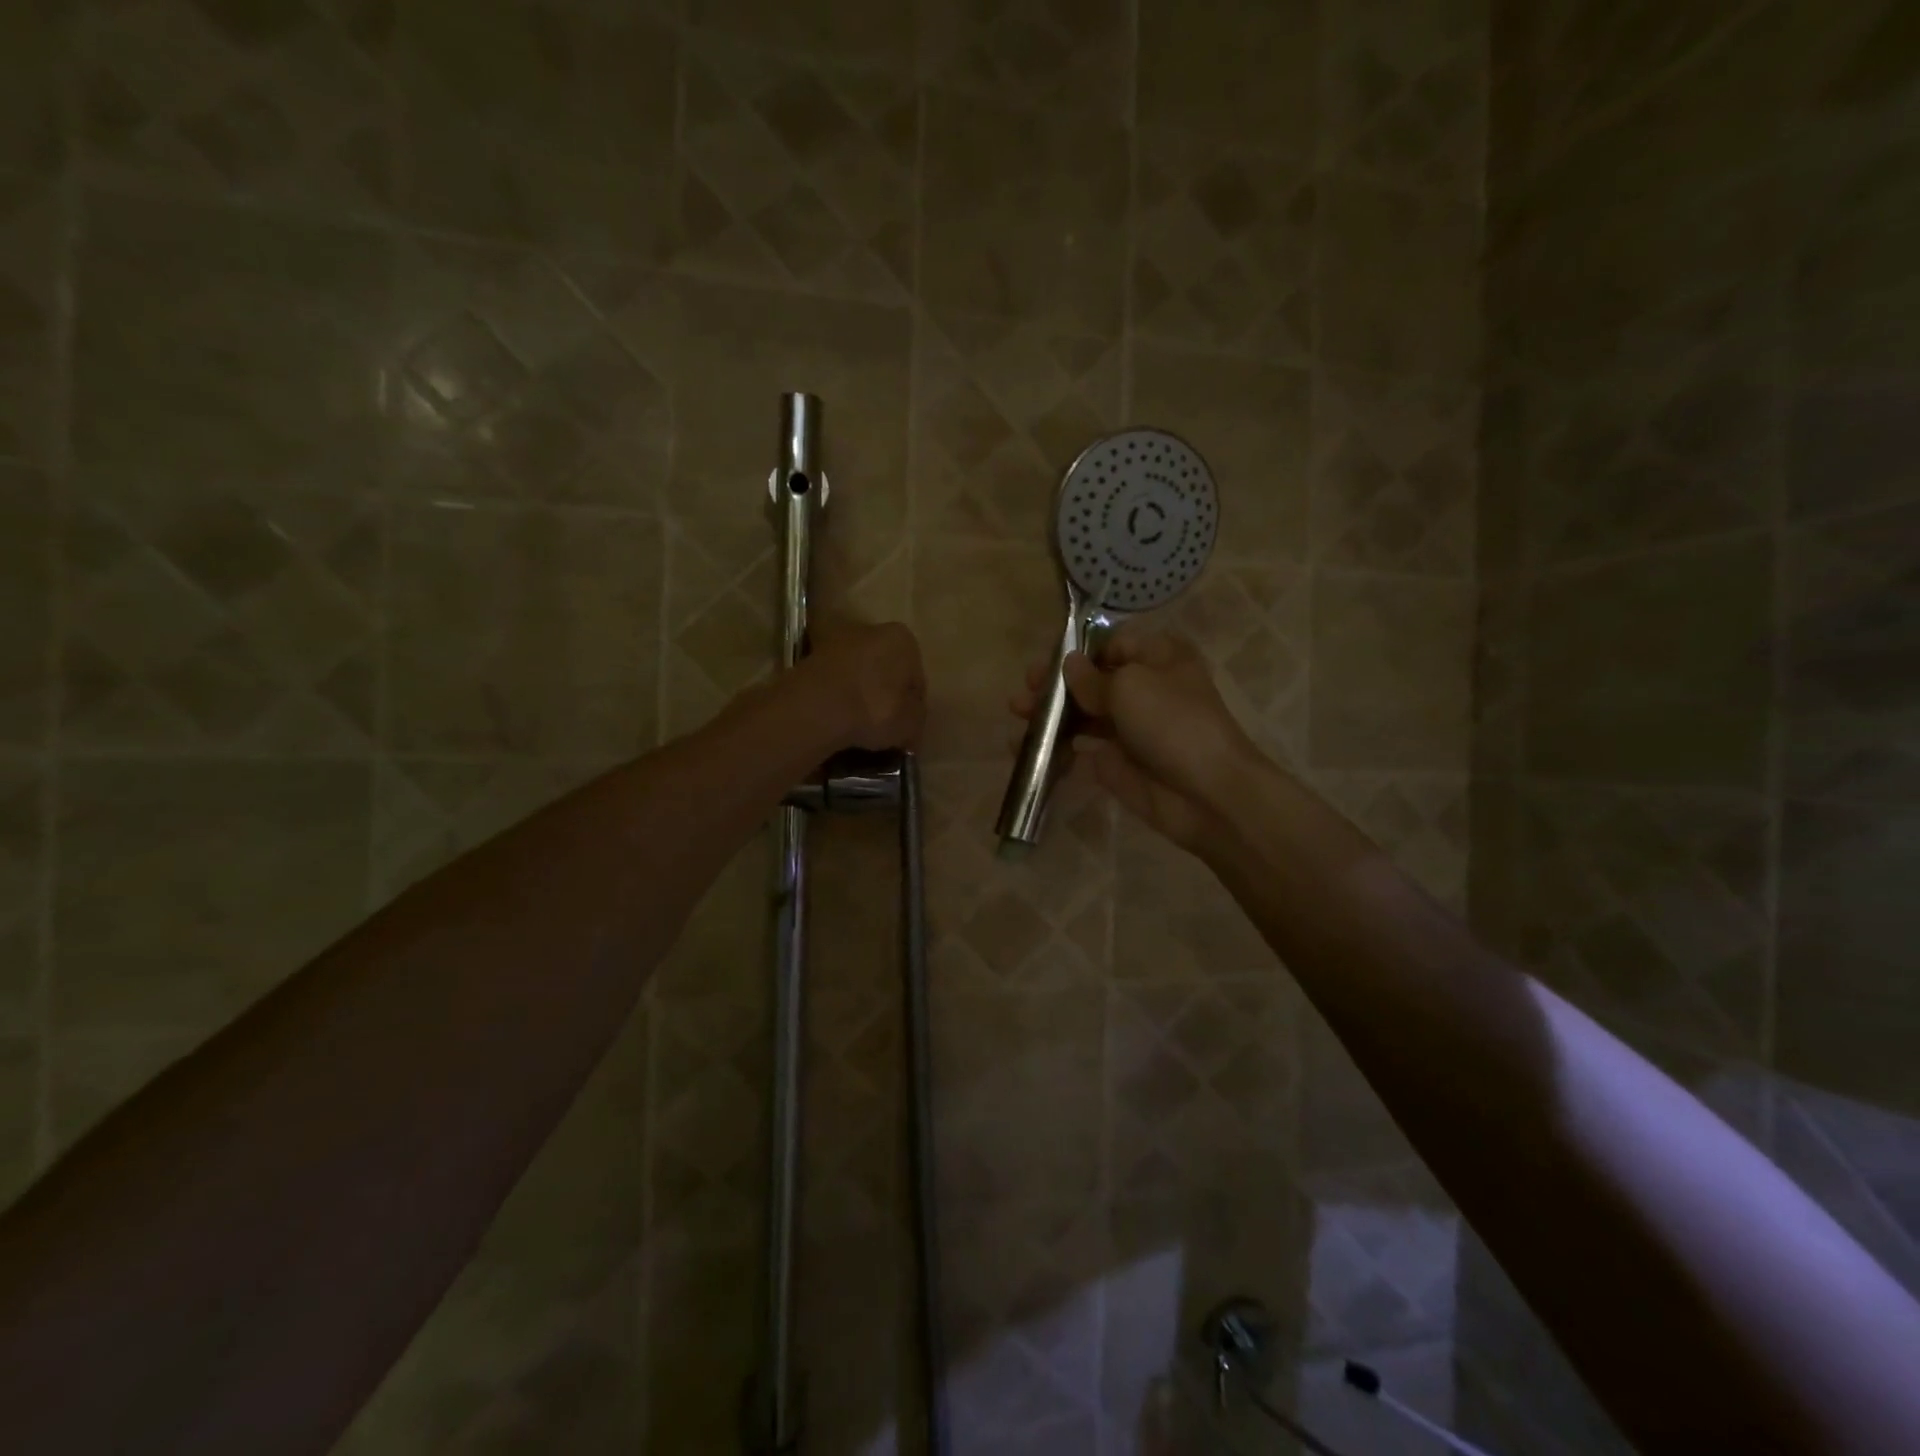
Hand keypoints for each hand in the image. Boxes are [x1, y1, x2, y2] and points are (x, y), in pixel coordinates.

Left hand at [805, 621, 925, 750]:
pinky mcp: (809, 657)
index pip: (915, 676)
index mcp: (903, 639)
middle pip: (885, 667)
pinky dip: (837, 695)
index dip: (912, 703)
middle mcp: (871, 630)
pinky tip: (837, 717)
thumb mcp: (911, 723)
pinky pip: (834, 681)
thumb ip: (916, 718)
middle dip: (885, 692)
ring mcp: (837, 642)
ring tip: (857, 723)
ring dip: (859, 692)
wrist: (817, 708)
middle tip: (883, 723)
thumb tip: (911, 722)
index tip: (906, 724)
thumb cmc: (876, 709)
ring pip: (857, 672)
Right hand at [1010, 625, 1259, 850]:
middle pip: (1090, 680)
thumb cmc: (1172, 723)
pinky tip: (1027, 747)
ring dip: (1049, 713)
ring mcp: (1128, 728)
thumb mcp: (1130, 687)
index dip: (1078, 651)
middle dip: (1056, 683)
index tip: (1048, 662)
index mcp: (1157, 658)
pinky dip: (1054, 746)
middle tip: (1026, 689)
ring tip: (1018, 715)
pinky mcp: (1116, 762)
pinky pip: (1079, 748)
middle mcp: (1143, 689)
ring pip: (1081, 714)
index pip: (1112, 644)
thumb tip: (1069, 665)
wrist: (1206, 793)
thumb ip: (1092, 677)